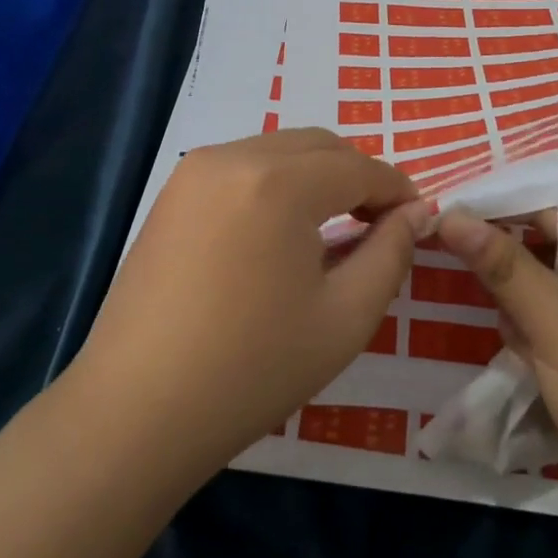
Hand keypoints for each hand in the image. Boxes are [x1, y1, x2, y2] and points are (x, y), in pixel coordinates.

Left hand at [75, 130, 430, 472]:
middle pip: (319, 145)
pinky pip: (244, 166)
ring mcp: (195, 170)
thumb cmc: (252, 369)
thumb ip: (390, 253)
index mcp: (279, 181)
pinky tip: (282, 229)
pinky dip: (277, 182)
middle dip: (359, 176)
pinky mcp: (172, 192)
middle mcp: (234, 156)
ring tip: (336, 227)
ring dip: (318, 175)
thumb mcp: (345, 317)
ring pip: (280, 150)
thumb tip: (416, 213)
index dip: (397, 189)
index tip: (420, 218)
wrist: (137, 411)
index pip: (358, 167)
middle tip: (382, 223)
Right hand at [435, 201, 557, 506]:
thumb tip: (450, 213)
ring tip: (532, 351)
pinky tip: (545, 361)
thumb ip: (500, 263)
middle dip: (517, 278)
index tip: (448, 232)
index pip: (545, 204)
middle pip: (548, 239)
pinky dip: (549, 325)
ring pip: (554, 274)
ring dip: (529, 307)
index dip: (494, 217)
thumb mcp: (553, 324)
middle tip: (510, 320)